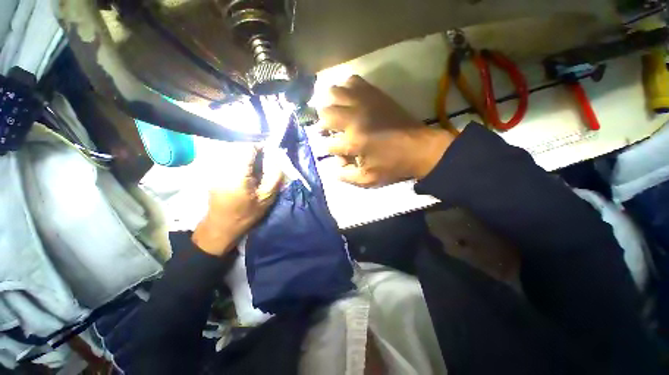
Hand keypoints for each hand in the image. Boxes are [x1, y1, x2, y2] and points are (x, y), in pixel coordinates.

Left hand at [192, 148, 282, 256]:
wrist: (220, 228)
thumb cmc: (245, 215)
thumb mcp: (266, 199)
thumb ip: (274, 177)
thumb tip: (277, 159)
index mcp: (236, 174)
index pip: (247, 148)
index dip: (260, 146)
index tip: (270, 152)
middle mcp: (222, 168)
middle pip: (239, 148)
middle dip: (254, 151)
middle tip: (264, 163)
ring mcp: (215, 170)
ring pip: (233, 152)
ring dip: (246, 156)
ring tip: (255, 168)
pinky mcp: (213, 173)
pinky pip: (227, 159)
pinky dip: (239, 161)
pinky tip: (245, 172)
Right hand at [319, 75, 454, 186]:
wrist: (420, 148)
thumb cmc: (393, 166)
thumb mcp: (368, 179)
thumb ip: (346, 176)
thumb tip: (333, 167)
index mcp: (353, 142)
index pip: (328, 144)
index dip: (328, 149)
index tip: (335, 152)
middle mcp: (354, 119)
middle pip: (325, 112)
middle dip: (323, 124)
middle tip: (329, 130)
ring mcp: (364, 103)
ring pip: (334, 92)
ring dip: (330, 104)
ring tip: (335, 113)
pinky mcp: (375, 94)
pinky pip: (353, 81)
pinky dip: (346, 88)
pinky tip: (348, 99)